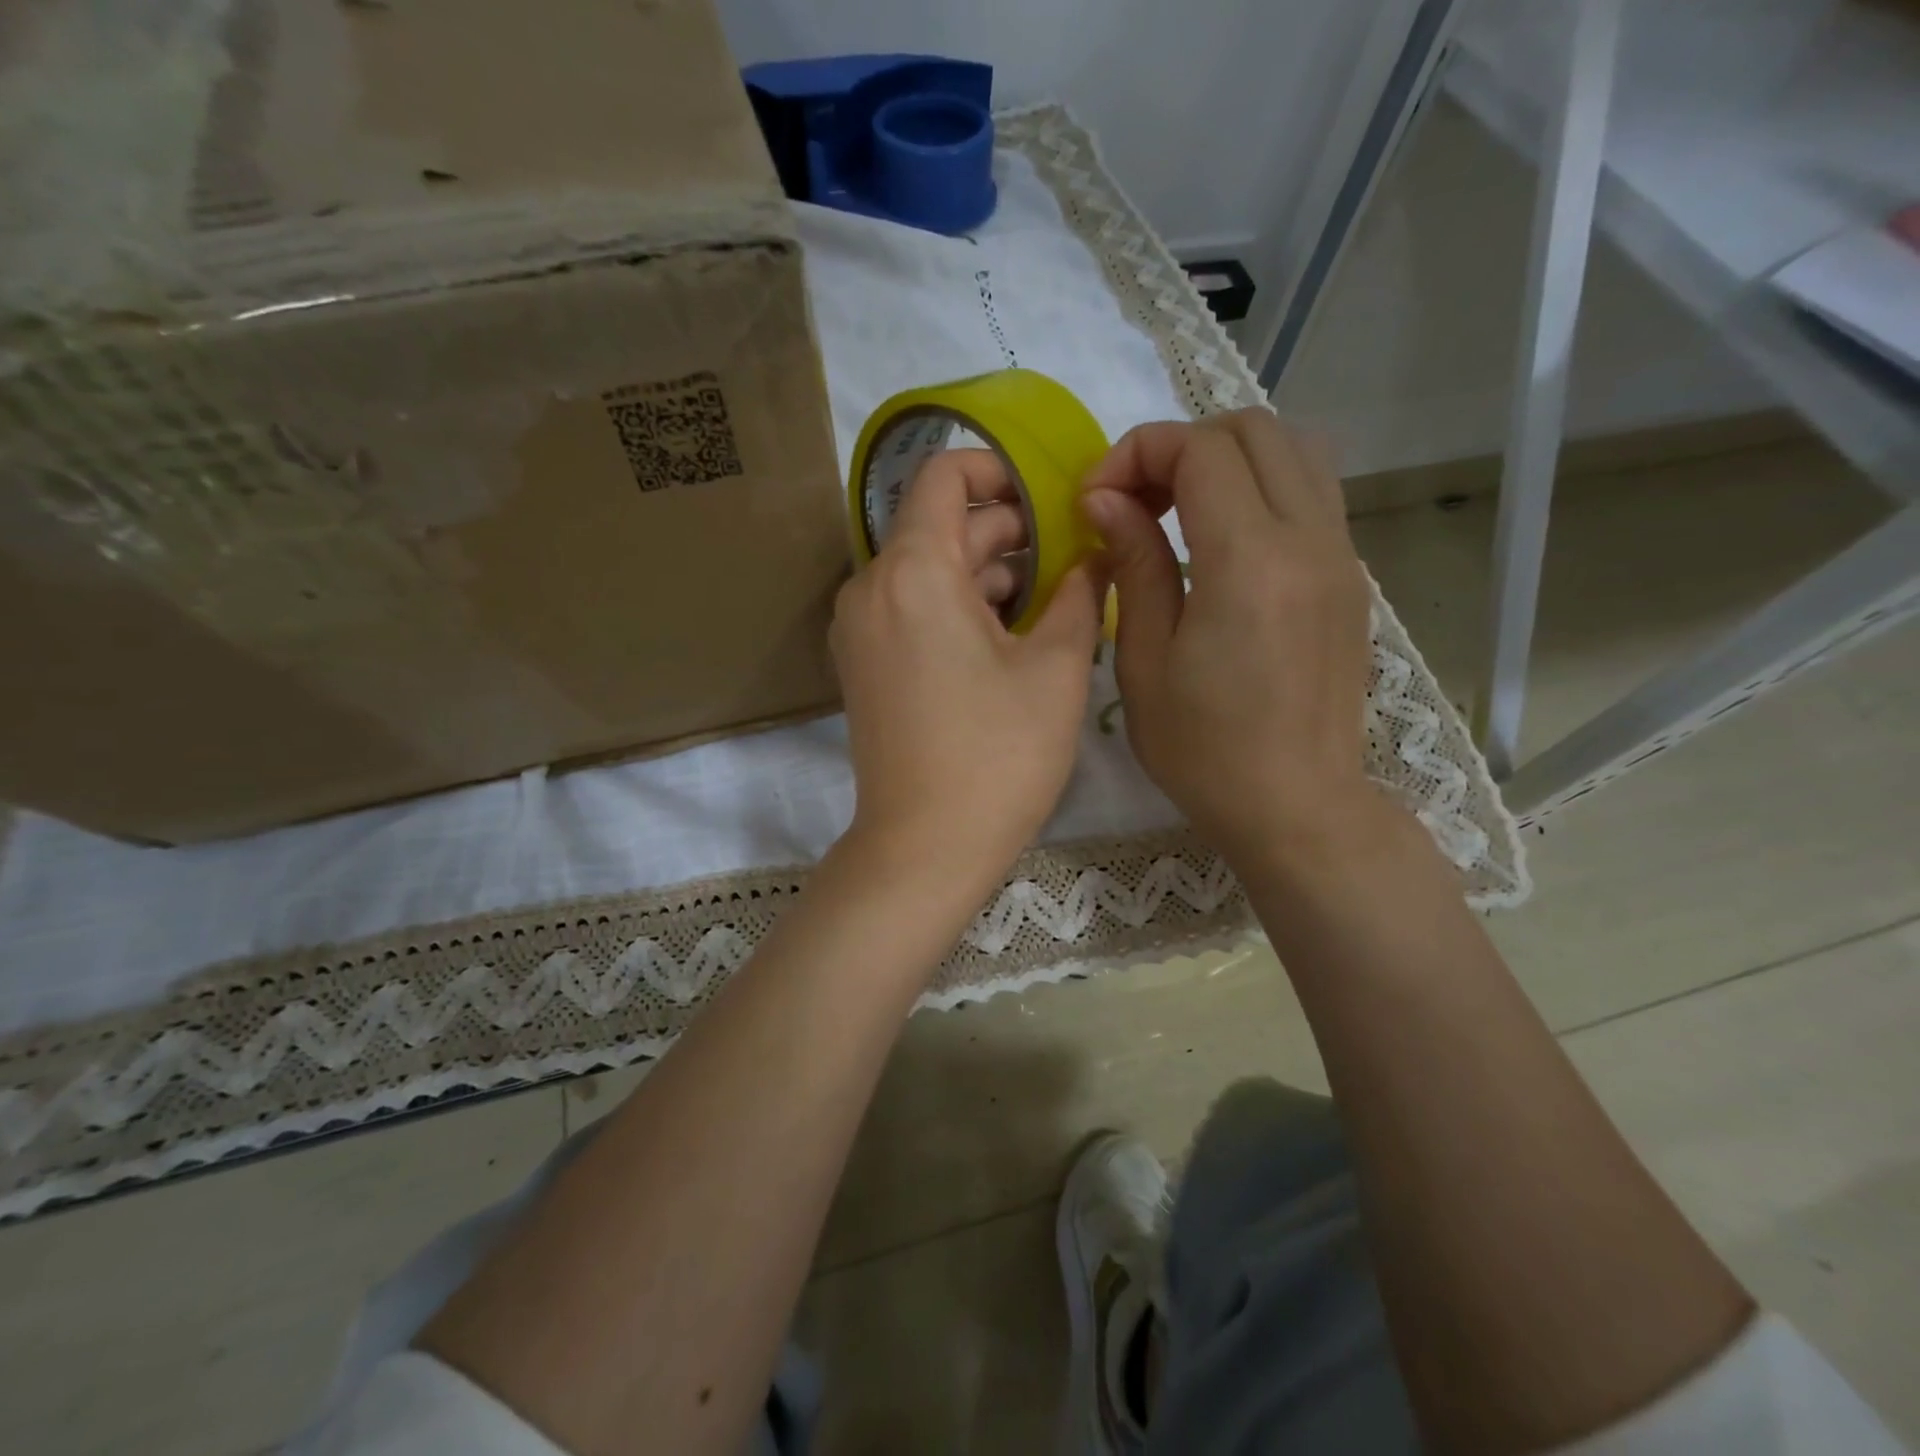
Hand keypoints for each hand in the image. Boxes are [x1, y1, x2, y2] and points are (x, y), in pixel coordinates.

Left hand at [832, 449, 1102, 891]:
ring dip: (986, 573)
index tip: (1048, 498)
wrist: (924, 847)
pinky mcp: (863, 663)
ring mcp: (859, 628)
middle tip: (1071, 559)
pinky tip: (1008, 637)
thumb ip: (1081, 593)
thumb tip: (1097, 552)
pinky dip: (956, 605)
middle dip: (1007, 533)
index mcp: (914, 571)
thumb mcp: (1058, 669)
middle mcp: (871, 587)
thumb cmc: (999, 755)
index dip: (997, 469)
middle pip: (940, 527)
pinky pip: (911, 608)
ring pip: (927, 570)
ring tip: (1050, 603)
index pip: (942, 475)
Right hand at [1080, 410, 1375, 863]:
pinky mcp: (1349, 577)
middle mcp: (1310, 539)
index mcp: (1250, 562)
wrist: (1295, 806)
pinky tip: (1221, 540)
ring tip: (1177, 510)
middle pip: (1254, 429)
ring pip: (1294, 449)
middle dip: (1181, 446)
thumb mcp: (1145, 660)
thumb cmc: (1203, 749)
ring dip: (1227, 458)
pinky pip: (1311, 492)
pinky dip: (1261, 486)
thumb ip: (1134, 562)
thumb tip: (1107, 499)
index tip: (1096, 499)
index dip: (1138, 453)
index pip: (1200, 449)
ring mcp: (1341, 554)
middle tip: (1135, 501)